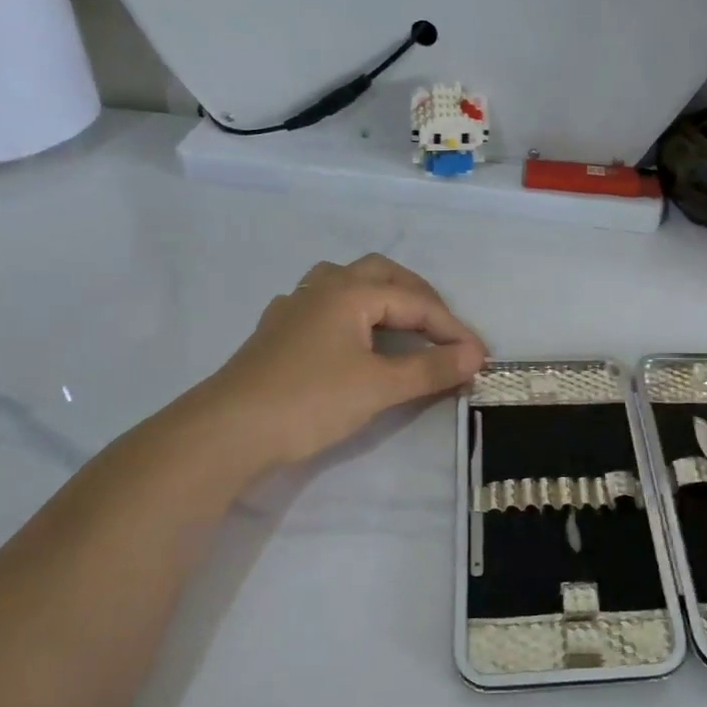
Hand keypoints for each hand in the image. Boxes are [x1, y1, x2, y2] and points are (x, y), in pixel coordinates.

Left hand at [189, 254, 486, 468]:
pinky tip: (350, 338)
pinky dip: (351, 314)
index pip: (415, 302)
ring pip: (346, 283)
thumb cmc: (309, 401)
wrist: (227, 432)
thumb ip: (430, 369)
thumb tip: (475, 356)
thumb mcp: (379, 386)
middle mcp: (322, 288)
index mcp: (350, 291)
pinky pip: (323, 306)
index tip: (479, 357)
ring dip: (381, 296)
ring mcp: (294, 308)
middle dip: (419, 298)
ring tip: (401, 322)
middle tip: (443, 330)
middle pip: (381, 274)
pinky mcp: (276, 333)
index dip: (452, 329)